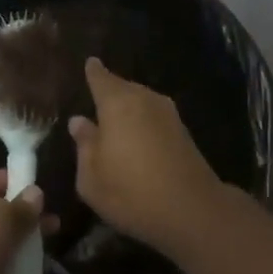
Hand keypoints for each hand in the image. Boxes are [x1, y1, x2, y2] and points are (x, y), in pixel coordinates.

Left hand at [0, 170, 45, 273]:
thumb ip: (21, 206)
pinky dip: (8, 273)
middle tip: (49, 219)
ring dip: (16, 246)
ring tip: (48, 244)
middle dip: (17, 218)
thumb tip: (35, 195)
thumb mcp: (0, 217)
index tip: (32, 185)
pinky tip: (33, 272)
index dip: (5, 182)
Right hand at [68, 58, 224, 252]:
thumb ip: (84, 145)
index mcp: (118, 104)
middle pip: (124, 88)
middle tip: (95, 99)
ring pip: (142, 103)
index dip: (93, 72)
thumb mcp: (91, 177)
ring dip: (129, 109)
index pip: (101, 78)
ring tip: (114, 121)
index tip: (90, 63)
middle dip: (110, 92)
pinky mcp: (184, 134)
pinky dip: (143, 123)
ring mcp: (169, 115)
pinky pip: (155, 118)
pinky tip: (136, 137)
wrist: (192, 211)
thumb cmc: (131, 193)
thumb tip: (79, 121)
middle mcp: (146, 100)